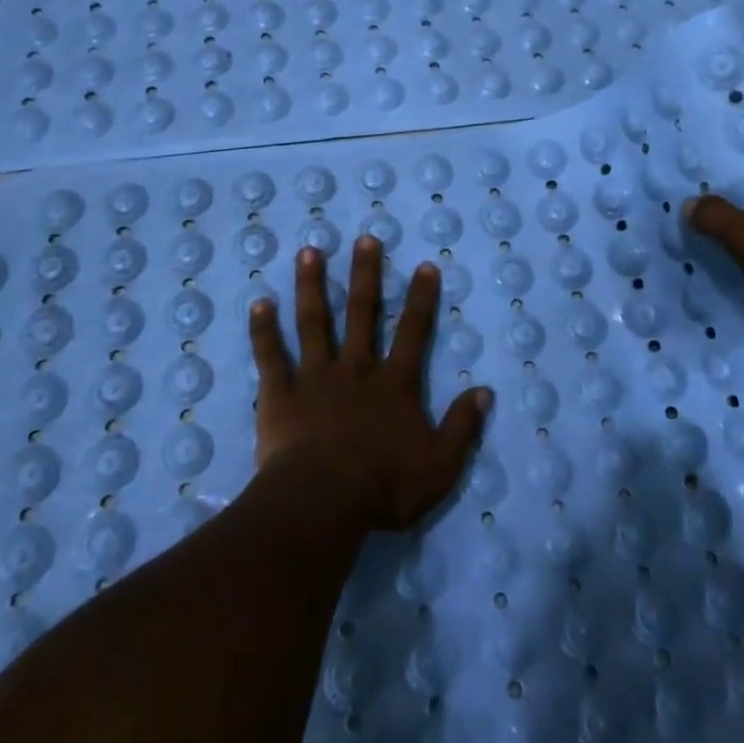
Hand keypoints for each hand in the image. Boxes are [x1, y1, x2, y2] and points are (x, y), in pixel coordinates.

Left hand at [250, 237, 491, 531]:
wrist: (324, 503)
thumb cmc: (384, 486)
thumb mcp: (440, 464)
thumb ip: (462, 427)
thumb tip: (485, 392)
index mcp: (394, 384)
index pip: (413, 332)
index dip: (421, 298)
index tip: (425, 265)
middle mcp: (355, 369)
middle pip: (362, 313)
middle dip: (365, 275)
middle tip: (365, 239)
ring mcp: (315, 377)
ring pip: (314, 322)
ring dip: (312, 286)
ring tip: (309, 251)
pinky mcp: (280, 394)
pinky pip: (271, 356)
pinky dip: (263, 330)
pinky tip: (259, 303)